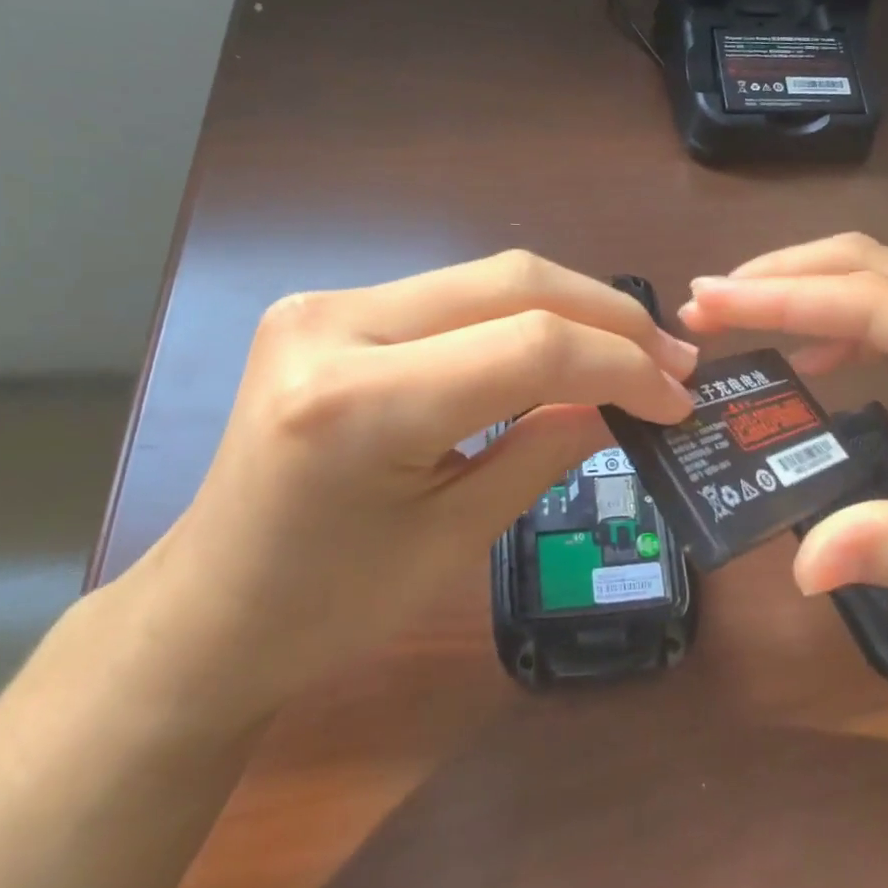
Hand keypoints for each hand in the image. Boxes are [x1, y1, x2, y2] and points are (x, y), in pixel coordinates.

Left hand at [118, 252, 697, 720]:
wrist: (210, 608)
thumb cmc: (329, 607)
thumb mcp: (456, 538)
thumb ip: (546, 447)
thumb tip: (627, 398)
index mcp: (357, 402)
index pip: (528, 347)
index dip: (620, 365)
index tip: (677, 398)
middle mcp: (334, 324)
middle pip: (511, 283)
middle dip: (607, 316)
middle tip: (671, 358)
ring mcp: (325, 303)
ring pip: (486, 278)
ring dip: (570, 309)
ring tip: (631, 350)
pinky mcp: (329, 305)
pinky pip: (452, 296)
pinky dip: (519, 316)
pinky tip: (559, 344)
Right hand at [678, 234, 887, 659]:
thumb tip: (802, 568)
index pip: (868, 299)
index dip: (780, 297)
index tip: (708, 297)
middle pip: (871, 264)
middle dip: (785, 274)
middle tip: (708, 299)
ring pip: (885, 282)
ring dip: (810, 289)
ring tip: (741, 313)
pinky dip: (845, 323)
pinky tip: (819, 355)